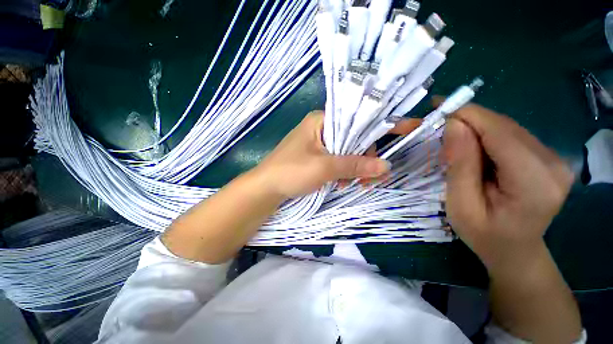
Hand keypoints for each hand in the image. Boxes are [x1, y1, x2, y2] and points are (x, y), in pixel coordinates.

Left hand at [251, 111, 419, 199]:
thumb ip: (354, 166)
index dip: (383, 123)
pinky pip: (337, 160)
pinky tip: (342, 184)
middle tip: (372, 178)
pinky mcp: (316, 156)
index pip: (358, 117)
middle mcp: (321, 128)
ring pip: (347, 151)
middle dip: (365, 158)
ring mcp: (318, 143)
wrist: (266, 188)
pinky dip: (344, 172)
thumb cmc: (290, 172)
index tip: (409, 127)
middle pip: (354, 138)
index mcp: (321, 120)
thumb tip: (385, 166)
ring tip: (354, 185)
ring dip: (355, 168)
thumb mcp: (324, 168)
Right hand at [442, 104, 574, 268]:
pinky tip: (471, 146)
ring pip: (506, 127)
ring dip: (474, 127)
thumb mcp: (461, 205)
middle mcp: (553, 162)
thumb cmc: (484, 235)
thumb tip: (453, 125)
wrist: (515, 250)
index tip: (435, 108)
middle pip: (503, 126)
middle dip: (466, 120)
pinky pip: (510, 135)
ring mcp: (554, 158)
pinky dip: (485, 135)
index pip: (498, 132)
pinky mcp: (547, 157)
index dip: (466, 115)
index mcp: (534, 181)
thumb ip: (460, 165)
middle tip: (436, 125)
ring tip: (450, 138)